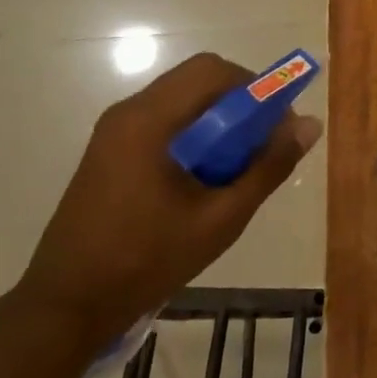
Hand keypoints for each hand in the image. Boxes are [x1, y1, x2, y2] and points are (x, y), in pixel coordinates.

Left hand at [18, 52, 321, 348]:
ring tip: (235, 168)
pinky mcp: (110, 151)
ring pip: (182, 101)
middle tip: (262, 147)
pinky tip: (202, 180)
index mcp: (150, 121)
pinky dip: (195, 135)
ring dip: (218, 121)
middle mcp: (129, 113)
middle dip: (240, 105)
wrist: (67, 305)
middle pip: (198, 80)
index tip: (278, 128)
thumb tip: (309, 125)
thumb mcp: (221, 218)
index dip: (256, 89)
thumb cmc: (148, 260)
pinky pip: (164, 122)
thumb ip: (268, 167)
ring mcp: (114, 131)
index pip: (214, 72)